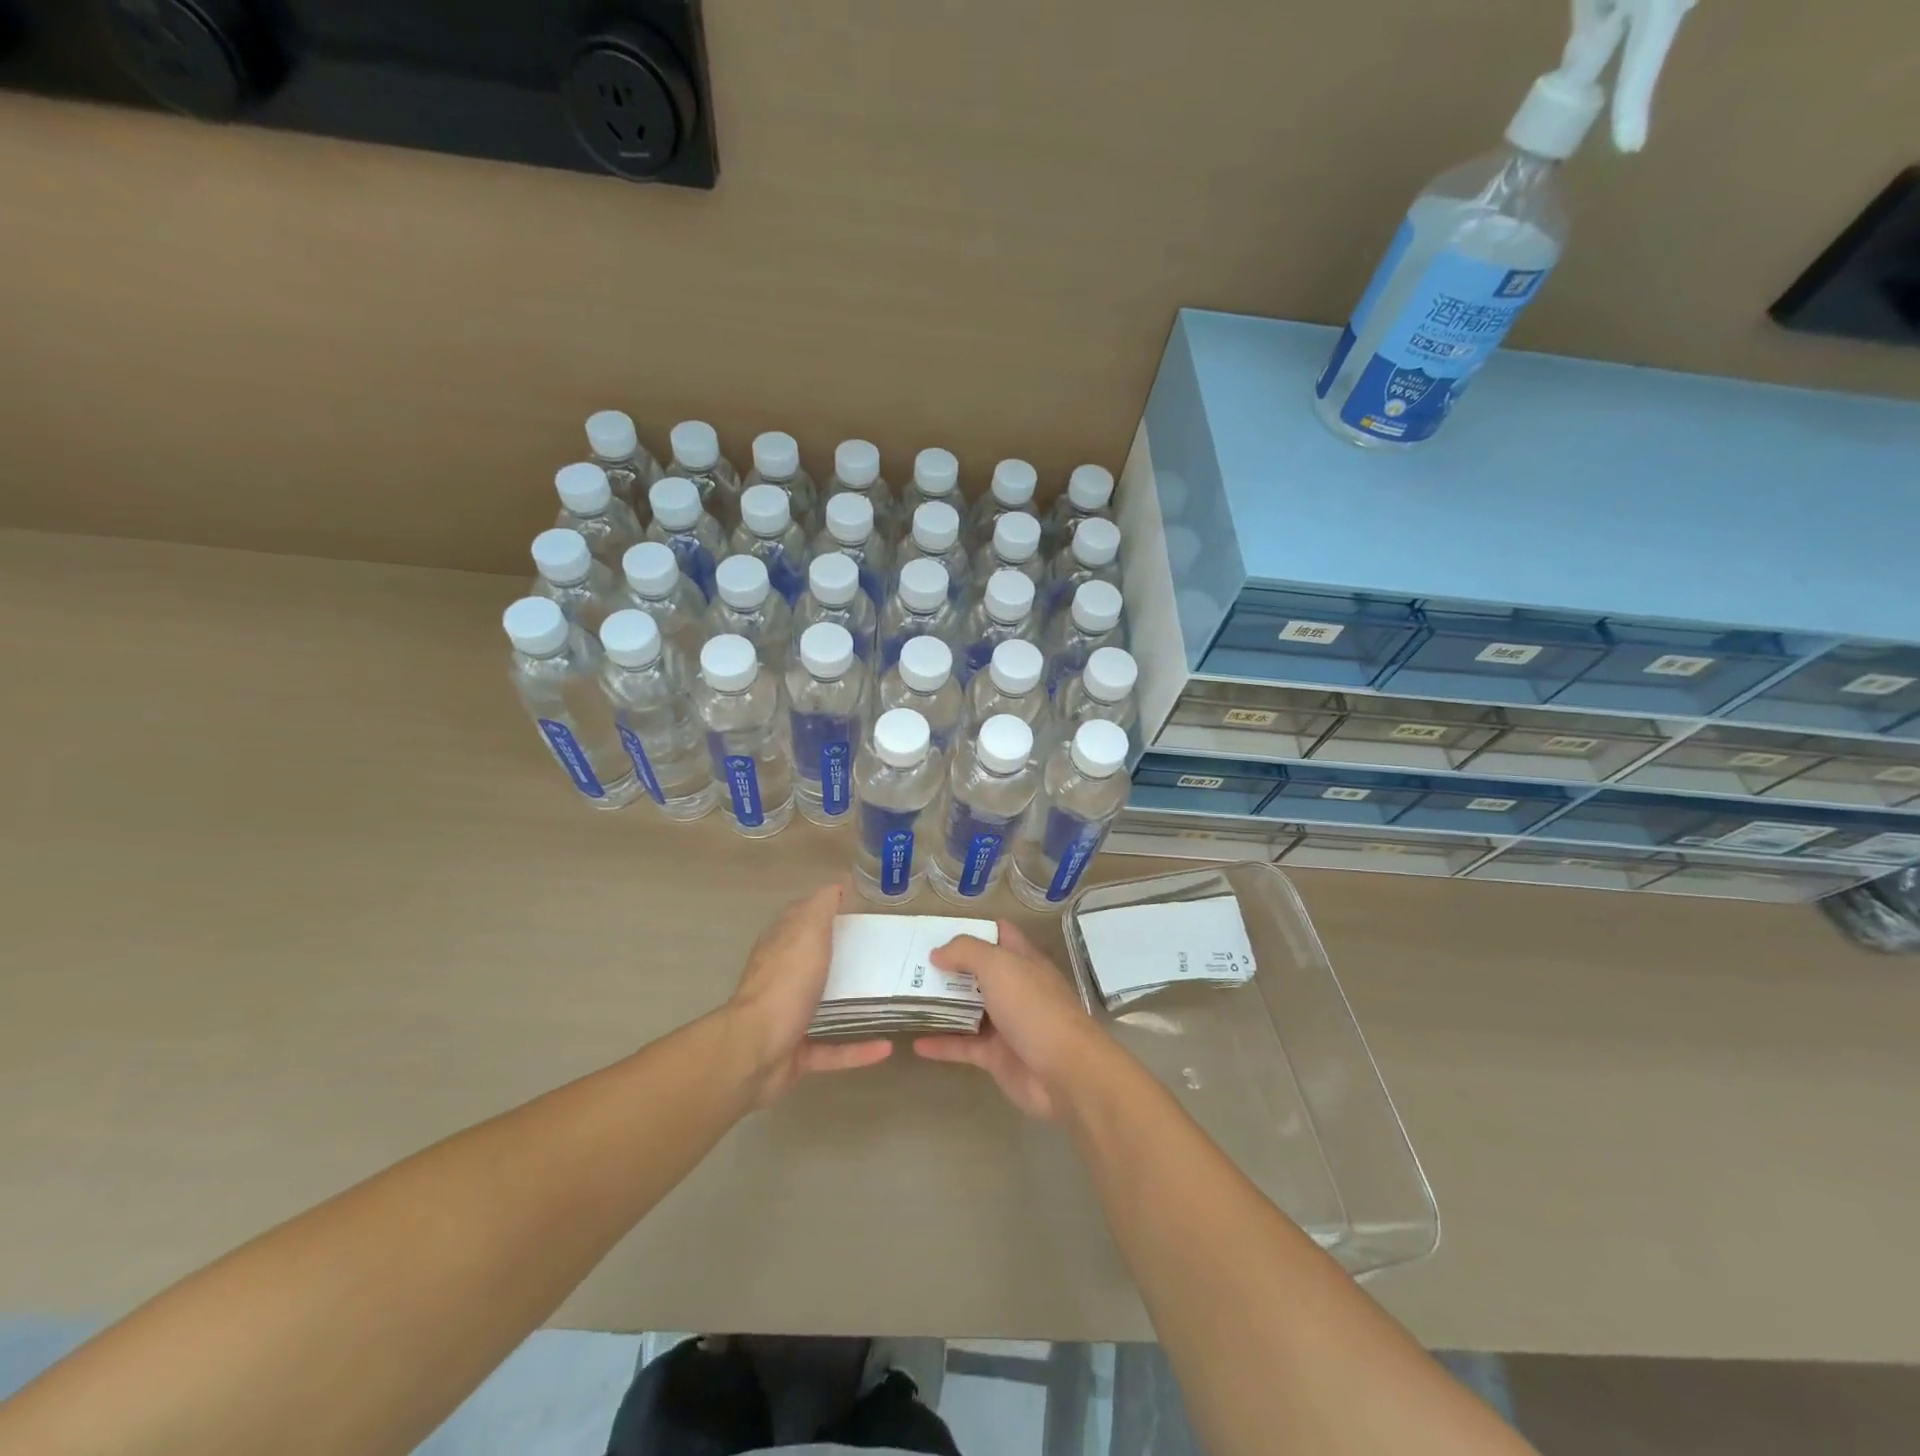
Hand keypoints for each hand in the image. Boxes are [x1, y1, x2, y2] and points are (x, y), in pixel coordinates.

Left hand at [728, 881, 891, 1104]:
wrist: (756, 1050)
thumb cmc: (785, 982)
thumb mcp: (808, 931)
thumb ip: (822, 906)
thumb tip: (837, 882)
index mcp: (781, 946)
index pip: (800, 918)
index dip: (823, 909)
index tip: (857, 908)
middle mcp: (781, 979)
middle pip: (813, 962)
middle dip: (841, 957)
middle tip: (882, 954)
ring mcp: (787, 1018)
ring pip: (822, 1007)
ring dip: (850, 1004)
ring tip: (888, 998)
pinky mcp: (796, 1054)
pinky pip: (833, 1051)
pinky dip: (858, 1050)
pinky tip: (886, 1047)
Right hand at [914, 921, 1108, 1118]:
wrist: (1065, 1072)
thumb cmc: (1033, 1008)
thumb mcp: (999, 966)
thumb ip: (966, 952)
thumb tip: (937, 952)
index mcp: (1022, 960)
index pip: (998, 934)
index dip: (972, 928)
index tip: (937, 928)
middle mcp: (1015, 988)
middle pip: (978, 972)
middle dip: (949, 967)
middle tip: (910, 964)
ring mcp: (1007, 1024)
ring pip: (969, 1009)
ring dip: (941, 1004)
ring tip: (906, 997)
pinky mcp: (998, 1057)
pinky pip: (964, 1046)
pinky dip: (941, 1044)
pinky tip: (915, 1043)